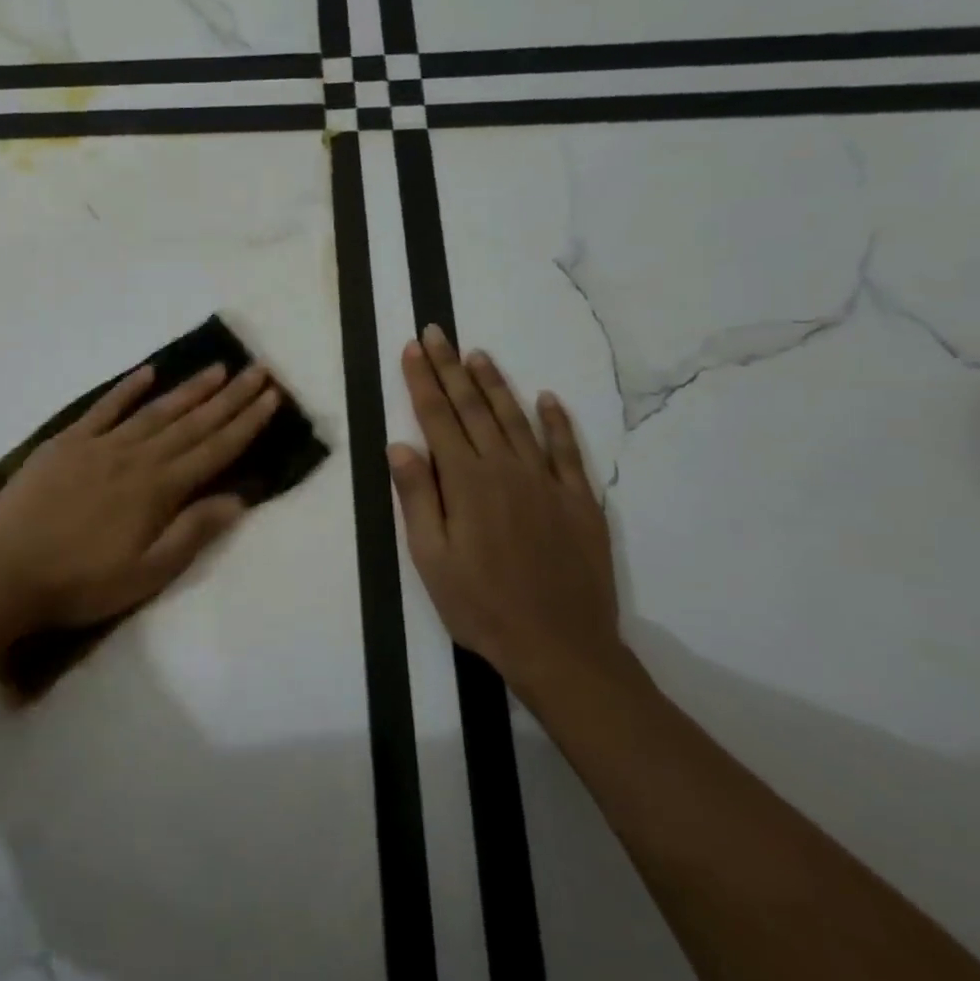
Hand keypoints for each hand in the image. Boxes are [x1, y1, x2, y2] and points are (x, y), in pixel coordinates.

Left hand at [0, 361, 280, 630]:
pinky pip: (104, 408)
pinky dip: (127, 388)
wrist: (6, 572)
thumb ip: (192, 532)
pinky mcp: (67, 442)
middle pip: (192, 422)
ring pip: (155, 410)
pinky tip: (148, 372)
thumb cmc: (81, 583)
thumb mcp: (146, 574)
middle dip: (229, 397)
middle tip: (257, 371)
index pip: (214, 450)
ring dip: (189, 389)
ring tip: (217, 368)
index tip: (271, 397)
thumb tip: (238, 498)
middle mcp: (136, 457)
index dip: (246, 423)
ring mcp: (99, 445)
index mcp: (158, 490)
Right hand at [387, 324, 625, 702]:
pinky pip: (567, 450)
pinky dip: (557, 421)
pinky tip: (547, 399)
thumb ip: (417, 497)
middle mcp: (506, 470)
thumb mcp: (431, 558)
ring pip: (516, 420)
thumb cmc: (480, 605)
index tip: (412, 349)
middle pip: (473, 408)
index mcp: (466, 482)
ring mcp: (547, 482)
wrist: (560, 646)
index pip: (437, 418)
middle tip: (437, 334)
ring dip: (495, 385)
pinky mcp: (579, 501)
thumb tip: (400, 446)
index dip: (422, 381)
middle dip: (451, 368)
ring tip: (478, 354)